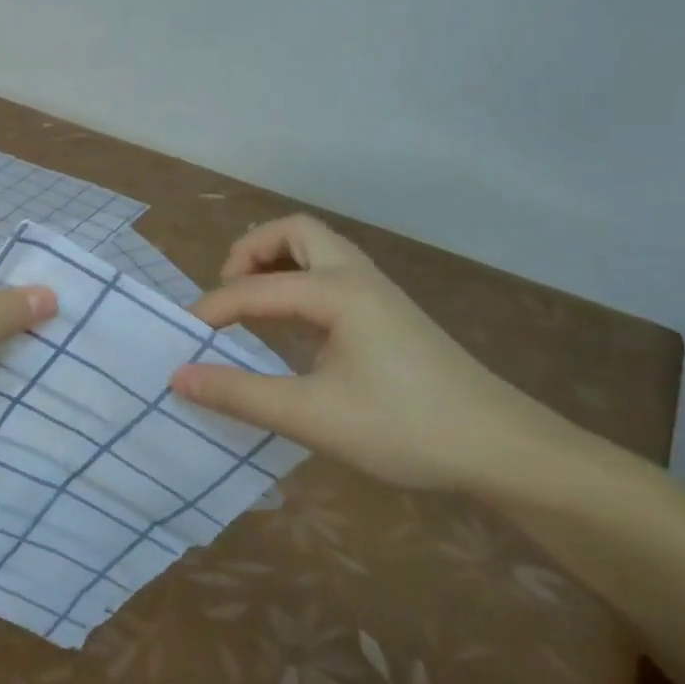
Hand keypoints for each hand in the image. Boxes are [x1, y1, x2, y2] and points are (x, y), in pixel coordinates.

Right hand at [169, 215, 583, 493]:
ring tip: (251, 304)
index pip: (253, 288)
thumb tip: (178, 376)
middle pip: (295, 232)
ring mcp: (379, 293)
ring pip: (318, 249)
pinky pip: (332, 275)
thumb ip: (239, 394)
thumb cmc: (405, 429)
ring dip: (276, 263)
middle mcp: (357, 278)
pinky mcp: (390, 314)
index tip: (183, 339)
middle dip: (250, 252)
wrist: (506, 452)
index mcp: (337, 292)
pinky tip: (292, 327)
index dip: (211, 309)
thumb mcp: (311, 417)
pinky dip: (298, 282)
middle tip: (227, 293)